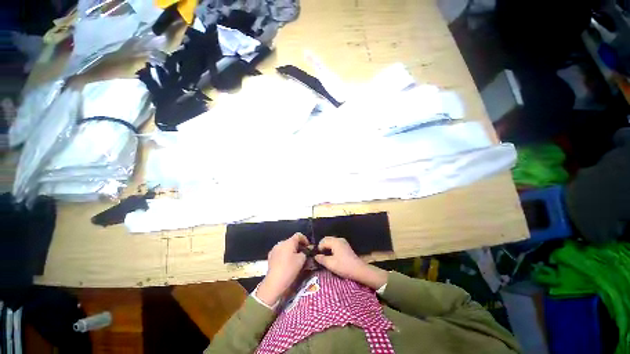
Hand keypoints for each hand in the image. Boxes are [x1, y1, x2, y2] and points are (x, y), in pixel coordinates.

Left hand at [257, 233, 308, 305]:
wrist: (274, 283)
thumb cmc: (289, 269)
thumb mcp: (301, 260)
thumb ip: (305, 252)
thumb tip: (306, 251)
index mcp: (289, 242)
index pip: (298, 235)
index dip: (305, 239)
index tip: (308, 247)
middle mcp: (281, 243)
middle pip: (292, 241)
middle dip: (298, 246)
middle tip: (303, 253)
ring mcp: (274, 249)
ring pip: (285, 247)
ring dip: (291, 250)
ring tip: (295, 259)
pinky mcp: (270, 257)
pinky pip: (280, 252)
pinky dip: (285, 255)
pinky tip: (287, 263)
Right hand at [314, 236, 387, 289]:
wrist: (359, 270)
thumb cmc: (344, 266)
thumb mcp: (330, 264)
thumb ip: (321, 259)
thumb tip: (315, 256)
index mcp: (334, 241)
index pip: (323, 241)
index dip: (319, 248)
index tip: (317, 257)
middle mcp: (339, 239)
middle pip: (327, 239)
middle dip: (322, 246)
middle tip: (320, 256)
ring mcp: (343, 242)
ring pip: (331, 241)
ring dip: (327, 247)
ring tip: (326, 257)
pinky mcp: (346, 246)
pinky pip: (336, 244)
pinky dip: (332, 248)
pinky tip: (332, 256)